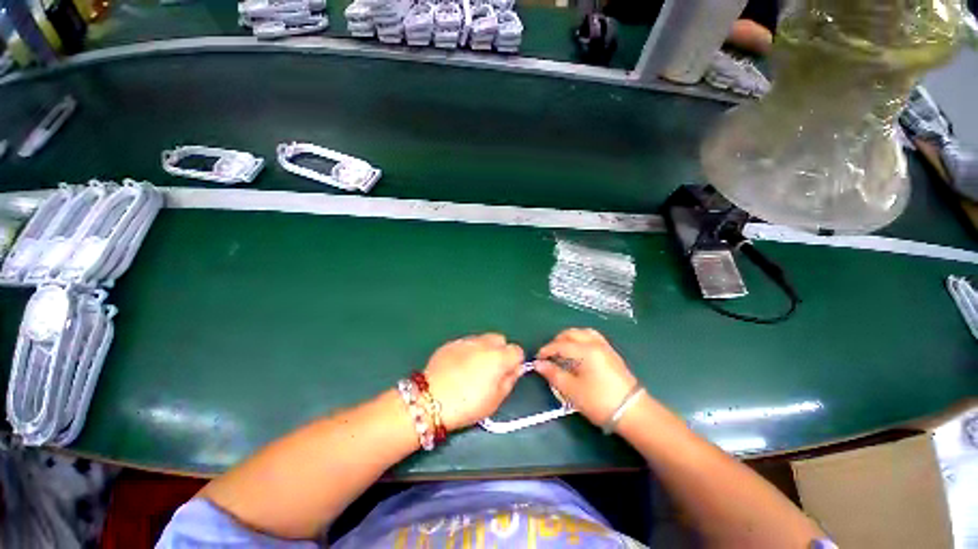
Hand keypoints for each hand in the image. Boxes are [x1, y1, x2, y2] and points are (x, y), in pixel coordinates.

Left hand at [424, 333, 524, 430]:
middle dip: (500, 351)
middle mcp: (484, 343)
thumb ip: (509, 381)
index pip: (517, 351)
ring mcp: (466, 341)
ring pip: (482, 339)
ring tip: (472, 369)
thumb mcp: (495, 400)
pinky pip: (466, 343)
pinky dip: (467, 351)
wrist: (431, 400)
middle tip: (491, 370)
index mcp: (499, 357)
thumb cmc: (467, 405)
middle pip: (500, 339)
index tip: (507, 374)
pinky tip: (458, 367)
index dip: (514, 362)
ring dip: (483, 350)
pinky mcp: (451, 343)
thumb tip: (515, 369)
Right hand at [535, 328, 638, 426]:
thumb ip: (553, 374)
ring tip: (563, 350)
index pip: (560, 344)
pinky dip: (581, 339)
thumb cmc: (599, 402)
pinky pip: (592, 337)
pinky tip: (578, 352)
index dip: (546, 350)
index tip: (538, 359)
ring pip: (583, 333)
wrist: (633, 413)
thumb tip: (538, 364)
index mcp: (585, 350)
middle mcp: (595, 343)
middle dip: (557, 341)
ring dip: (570, 338)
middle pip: (572, 333)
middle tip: (549, 354)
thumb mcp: (572, 390)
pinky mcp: (612, 354)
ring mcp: (605, 347)